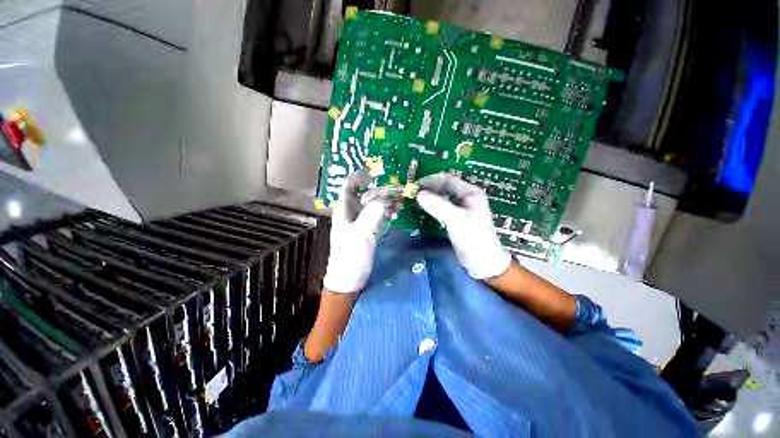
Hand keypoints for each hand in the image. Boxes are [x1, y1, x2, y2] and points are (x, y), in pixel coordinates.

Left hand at [323, 171, 386, 292]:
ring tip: (398, 200)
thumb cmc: (350, 257)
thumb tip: (383, 200)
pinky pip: (377, 217)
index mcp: (343, 212)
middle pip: (363, 195)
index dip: (358, 177)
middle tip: (394, 188)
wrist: (350, 279)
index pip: (348, 188)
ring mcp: (360, 223)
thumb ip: (371, 216)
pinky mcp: (367, 231)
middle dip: (377, 190)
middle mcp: (351, 214)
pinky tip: (396, 213)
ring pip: (372, 206)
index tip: (372, 172)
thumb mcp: (360, 235)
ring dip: (384, 201)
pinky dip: (386, 213)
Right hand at [416, 173, 510, 278]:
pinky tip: (424, 210)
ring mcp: (462, 208)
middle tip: (413, 195)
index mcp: (470, 192)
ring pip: (442, 197)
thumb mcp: (456, 220)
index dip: (430, 181)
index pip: (447, 179)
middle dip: (428, 189)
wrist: (483, 263)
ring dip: (429, 197)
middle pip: (444, 187)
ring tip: (415, 201)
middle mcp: (466, 197)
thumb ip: (438, 205)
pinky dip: (432, 207)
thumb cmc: (473, 239)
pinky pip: (442, 207)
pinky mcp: (457, 219)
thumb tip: (418, 194)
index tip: (415, 187)